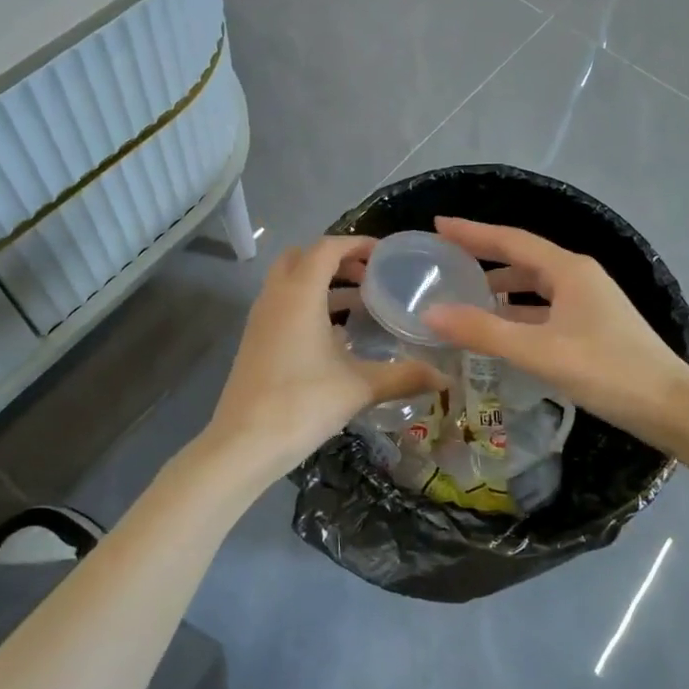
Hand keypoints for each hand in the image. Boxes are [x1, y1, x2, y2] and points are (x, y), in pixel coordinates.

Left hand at [205, 236, 443, 489]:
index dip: (357, 243)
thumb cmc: (302, 404)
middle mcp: (276, 296)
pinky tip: (336, 337)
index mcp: (299, 293)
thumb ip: (404, 376)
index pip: (327, 247)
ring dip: (322, 283)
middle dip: (336, 259)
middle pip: (303, 257)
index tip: (385, 254)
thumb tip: (446, 379)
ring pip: (290, 282)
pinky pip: (284, 305)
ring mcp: (260, 319)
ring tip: (361, 303)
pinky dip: (308, 305)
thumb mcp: (360, 388)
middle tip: (369, 275)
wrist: (243, 444)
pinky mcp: (255, 341)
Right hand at [421, 217, 688, 446]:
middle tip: (445, 260)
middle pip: (523, 258)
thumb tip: (430, 313)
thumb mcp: (540, 351)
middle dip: (484, 257)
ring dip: (502, 287)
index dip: (473, 232)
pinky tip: (502, 329)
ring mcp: (589, 301)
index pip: (511, 240)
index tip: (438, 224)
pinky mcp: (594, 326)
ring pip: (535, 286)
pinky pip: (546, 308)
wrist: (672, 408)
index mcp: (568, 270)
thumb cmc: (607, 371)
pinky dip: (520, 312)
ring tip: (465, 295)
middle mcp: (579, 277)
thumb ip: (484, 332)